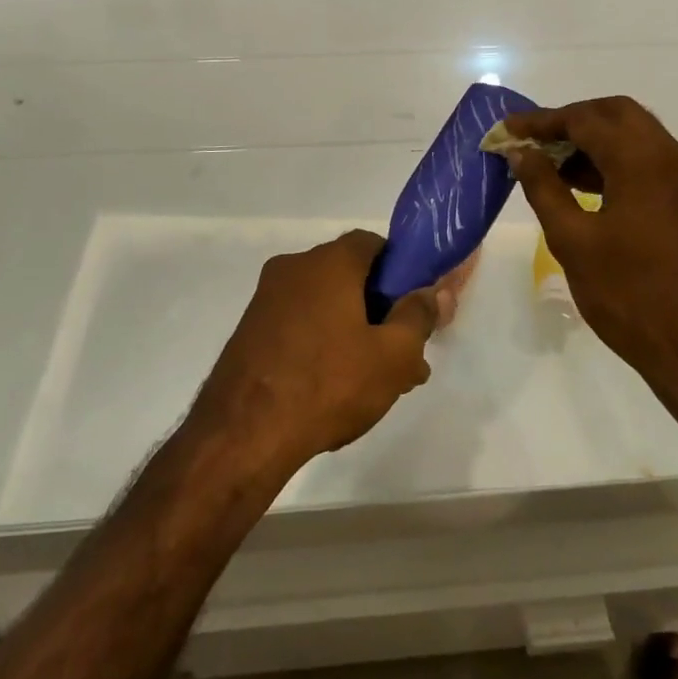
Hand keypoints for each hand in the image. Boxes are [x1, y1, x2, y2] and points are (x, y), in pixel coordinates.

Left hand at [196, 231, 438, 468]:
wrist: (241, 435)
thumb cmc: (327, 383)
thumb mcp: (392, 355)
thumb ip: (419, 316)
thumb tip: (436, 291)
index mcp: (328, 262)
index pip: (373, 243)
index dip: (400, 269)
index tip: (415, 306)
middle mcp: (294, 268)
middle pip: (349, 276)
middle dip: (381, 310)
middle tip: (403, 355)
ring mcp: (266, 299)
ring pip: (325, 305)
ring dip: (354, 332)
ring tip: (377, 382)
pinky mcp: (250, 331)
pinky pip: (299, 325)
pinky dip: (322, 345)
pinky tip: (336, 388)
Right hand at [502, 99, 677, 400]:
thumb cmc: (630, 295)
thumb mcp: (573, 241)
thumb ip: (543, 188)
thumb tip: (521, 153)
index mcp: (643, 160)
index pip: (585, 119)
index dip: (542, 120)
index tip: (508, 129)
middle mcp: (670, 156)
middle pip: (615, 114)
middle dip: (570, 120)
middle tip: (532, 140)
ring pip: (633, 135)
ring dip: (592, 139)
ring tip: (548, 162)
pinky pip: (645, 160)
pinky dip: (612, 160)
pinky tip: (580, 184)